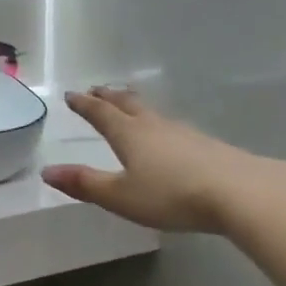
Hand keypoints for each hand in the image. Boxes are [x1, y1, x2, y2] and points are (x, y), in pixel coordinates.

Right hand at [42, 87, 247, 232]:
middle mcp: (154, 126)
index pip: (101, 114)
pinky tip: (167, 134)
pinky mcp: (206, 145)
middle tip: (97, 90)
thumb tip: (47, 171)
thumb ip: (85, 184)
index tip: (72, 94)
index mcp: (129, 134)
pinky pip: (172, 127)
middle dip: (109, 97)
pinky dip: (158, 123)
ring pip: (152, 113)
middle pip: (128, 104)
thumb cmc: (171, 195)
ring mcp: (183, 133)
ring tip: (128, 105)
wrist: (238, 192)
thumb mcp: (120, 196)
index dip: (85, 105)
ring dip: (135, 106)